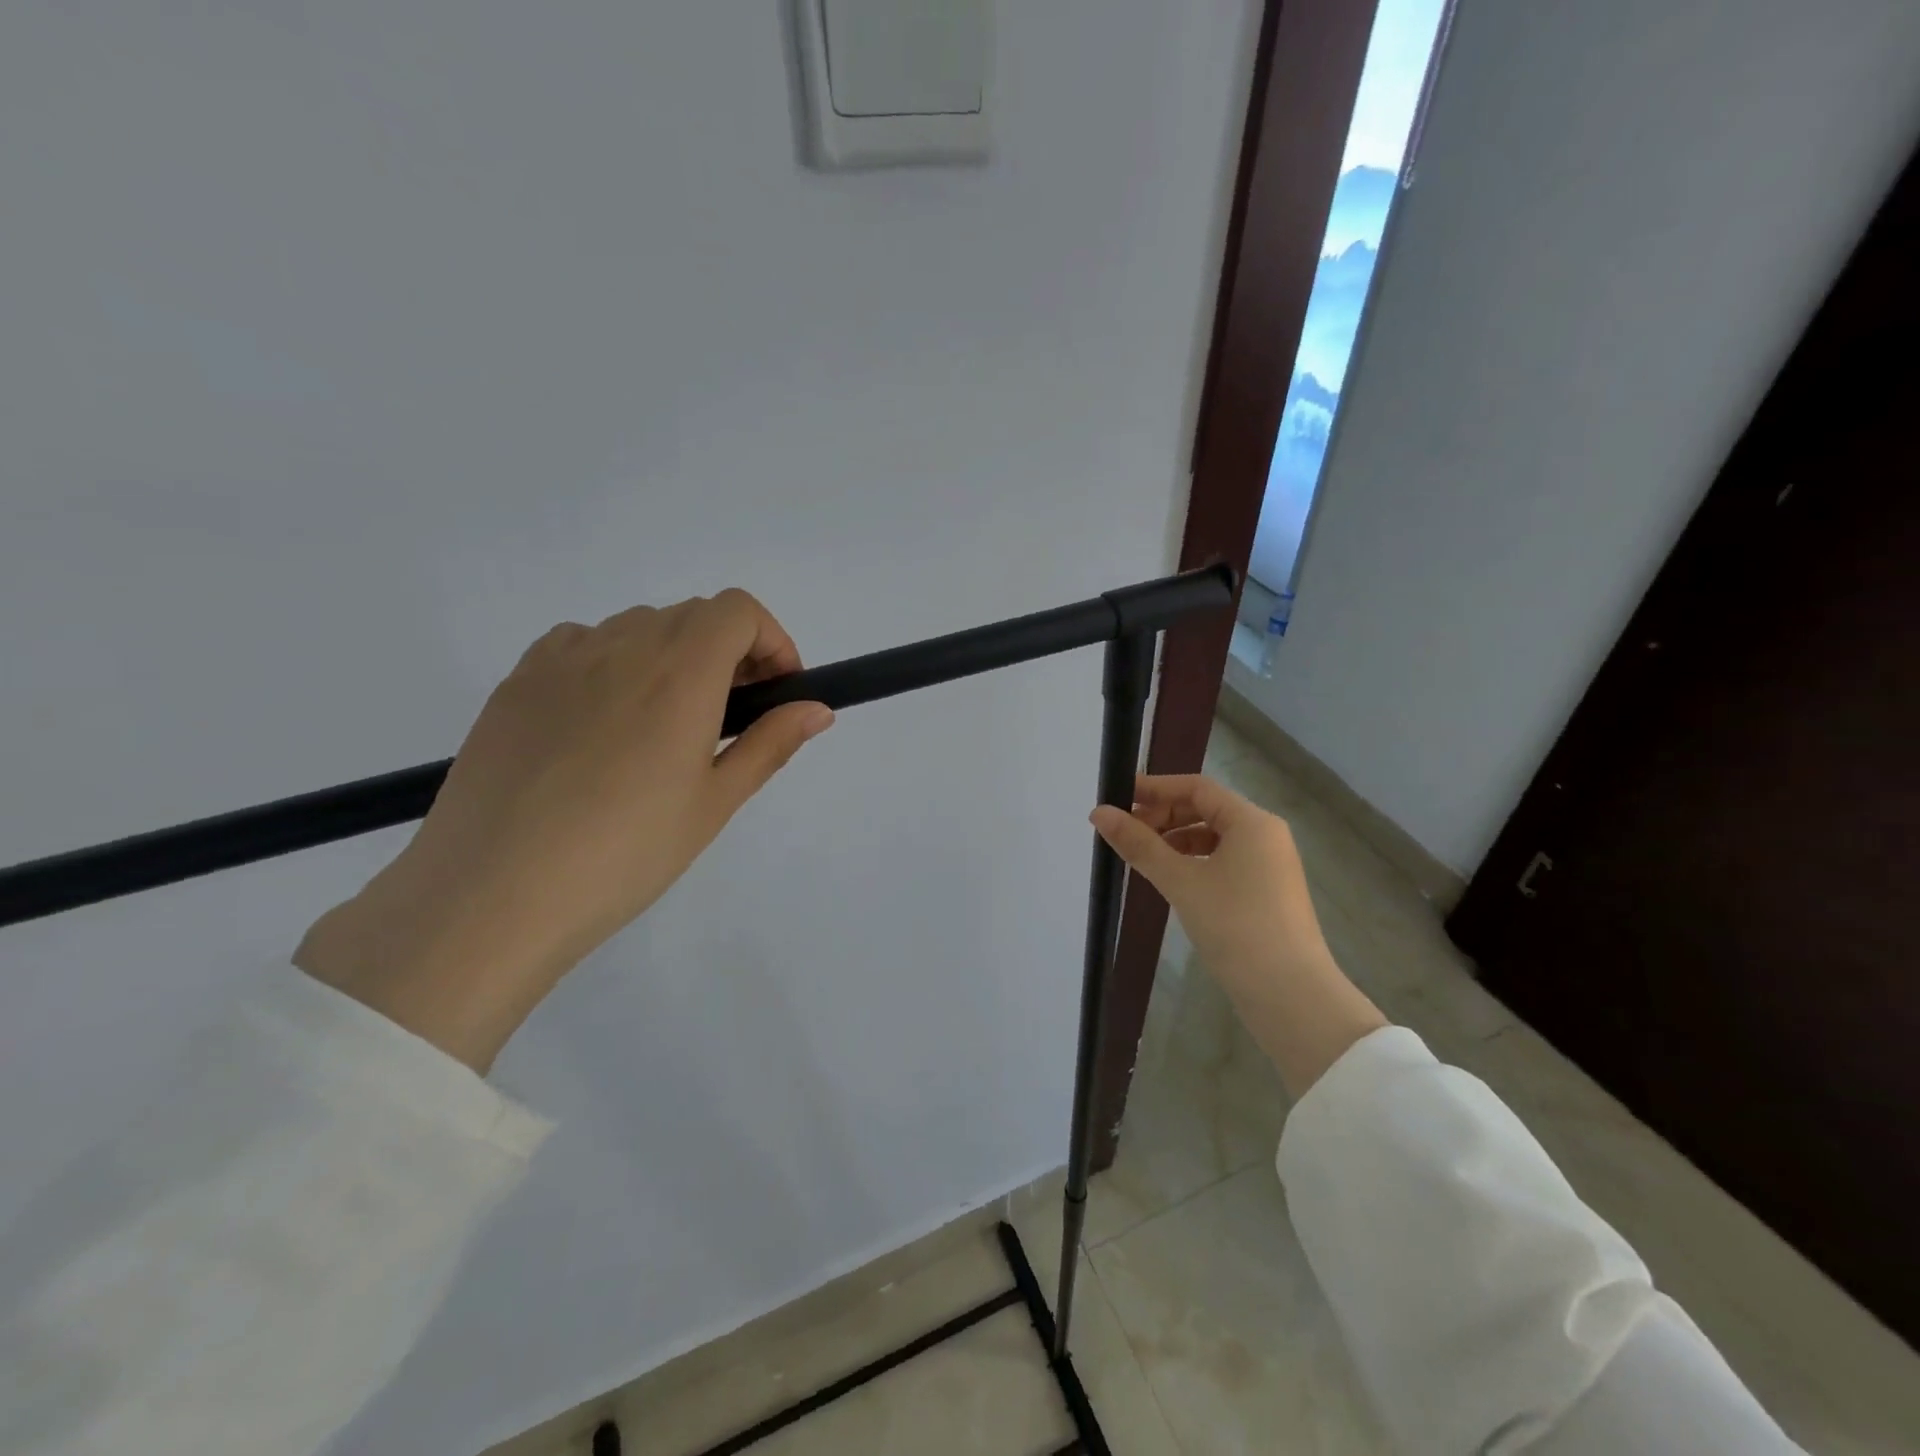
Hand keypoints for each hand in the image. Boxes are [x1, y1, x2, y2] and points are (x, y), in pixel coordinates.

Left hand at [296, 590, 832, 1071]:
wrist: (493, 894)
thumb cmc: (625, 853)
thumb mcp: (713, 803)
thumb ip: (770, 743)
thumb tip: (818, 709)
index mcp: (680, 674)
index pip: (736, 610)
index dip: (770, 639)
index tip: (776, 690)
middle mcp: (622, 647)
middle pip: (692, 614)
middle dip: (729, 650)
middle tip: (733, 714)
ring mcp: (561, 659)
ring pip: (637, 627)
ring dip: (673, 655)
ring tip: (667, 724)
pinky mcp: (516, 681)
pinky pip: (580, 642)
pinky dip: (613, 660)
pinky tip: (605, 719)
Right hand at [1091, 774, 1384, 1095]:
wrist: (1290, 995)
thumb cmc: (1236, 926)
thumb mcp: (1181, 881)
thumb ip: (1139, 844)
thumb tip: (1099, 813)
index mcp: (1252, 821)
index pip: (1196, 787)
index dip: (1155, 788)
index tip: (1117, 797)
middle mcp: (1265, 835)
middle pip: (1205, 809)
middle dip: (1162, 816)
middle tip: (1124, 833)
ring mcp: (1269, 866)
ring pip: (1213, 838)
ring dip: (1175, 840)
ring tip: (1141, 858)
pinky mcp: (1266, 893)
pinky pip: (1223, 861)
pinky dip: (1193, 862)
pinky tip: (1170, 880)